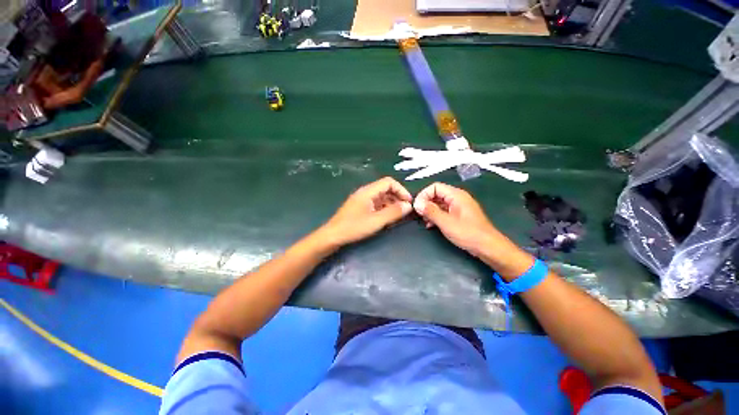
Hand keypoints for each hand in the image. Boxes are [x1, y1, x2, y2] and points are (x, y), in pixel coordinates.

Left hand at [320, 177, 412, 246]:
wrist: (332, 236)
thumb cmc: (353, 227)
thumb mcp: (376, 221)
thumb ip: (393, 212)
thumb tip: (408, 206)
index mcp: (368, 191)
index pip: (389, 182)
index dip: (401, 190)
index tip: (408, 202)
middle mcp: (365, 192)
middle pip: (385, 189)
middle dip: (397, 197)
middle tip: (405, 210)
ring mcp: (362, 200)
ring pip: (381, 197)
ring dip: (391, 204)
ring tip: (398, 216)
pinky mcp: (360, 208)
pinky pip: (376, 204)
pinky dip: (384, 209)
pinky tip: (387, 218)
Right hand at [413, 182, 499, 256]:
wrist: (488, 247)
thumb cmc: (468, 233)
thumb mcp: (446, 222)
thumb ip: (430, 211)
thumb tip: (417, 204)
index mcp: (456, 195)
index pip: (435, 187)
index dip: (424, 195)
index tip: (417, 206)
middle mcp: (457, 198)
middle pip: (436, 194)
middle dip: (426, 203)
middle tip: (419, 214)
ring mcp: (458, 207)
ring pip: (439, 203)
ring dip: (430, 210)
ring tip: (424, 220)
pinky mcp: (459, 215)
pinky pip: (443, 211)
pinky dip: (436, 215)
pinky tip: (431, 224)